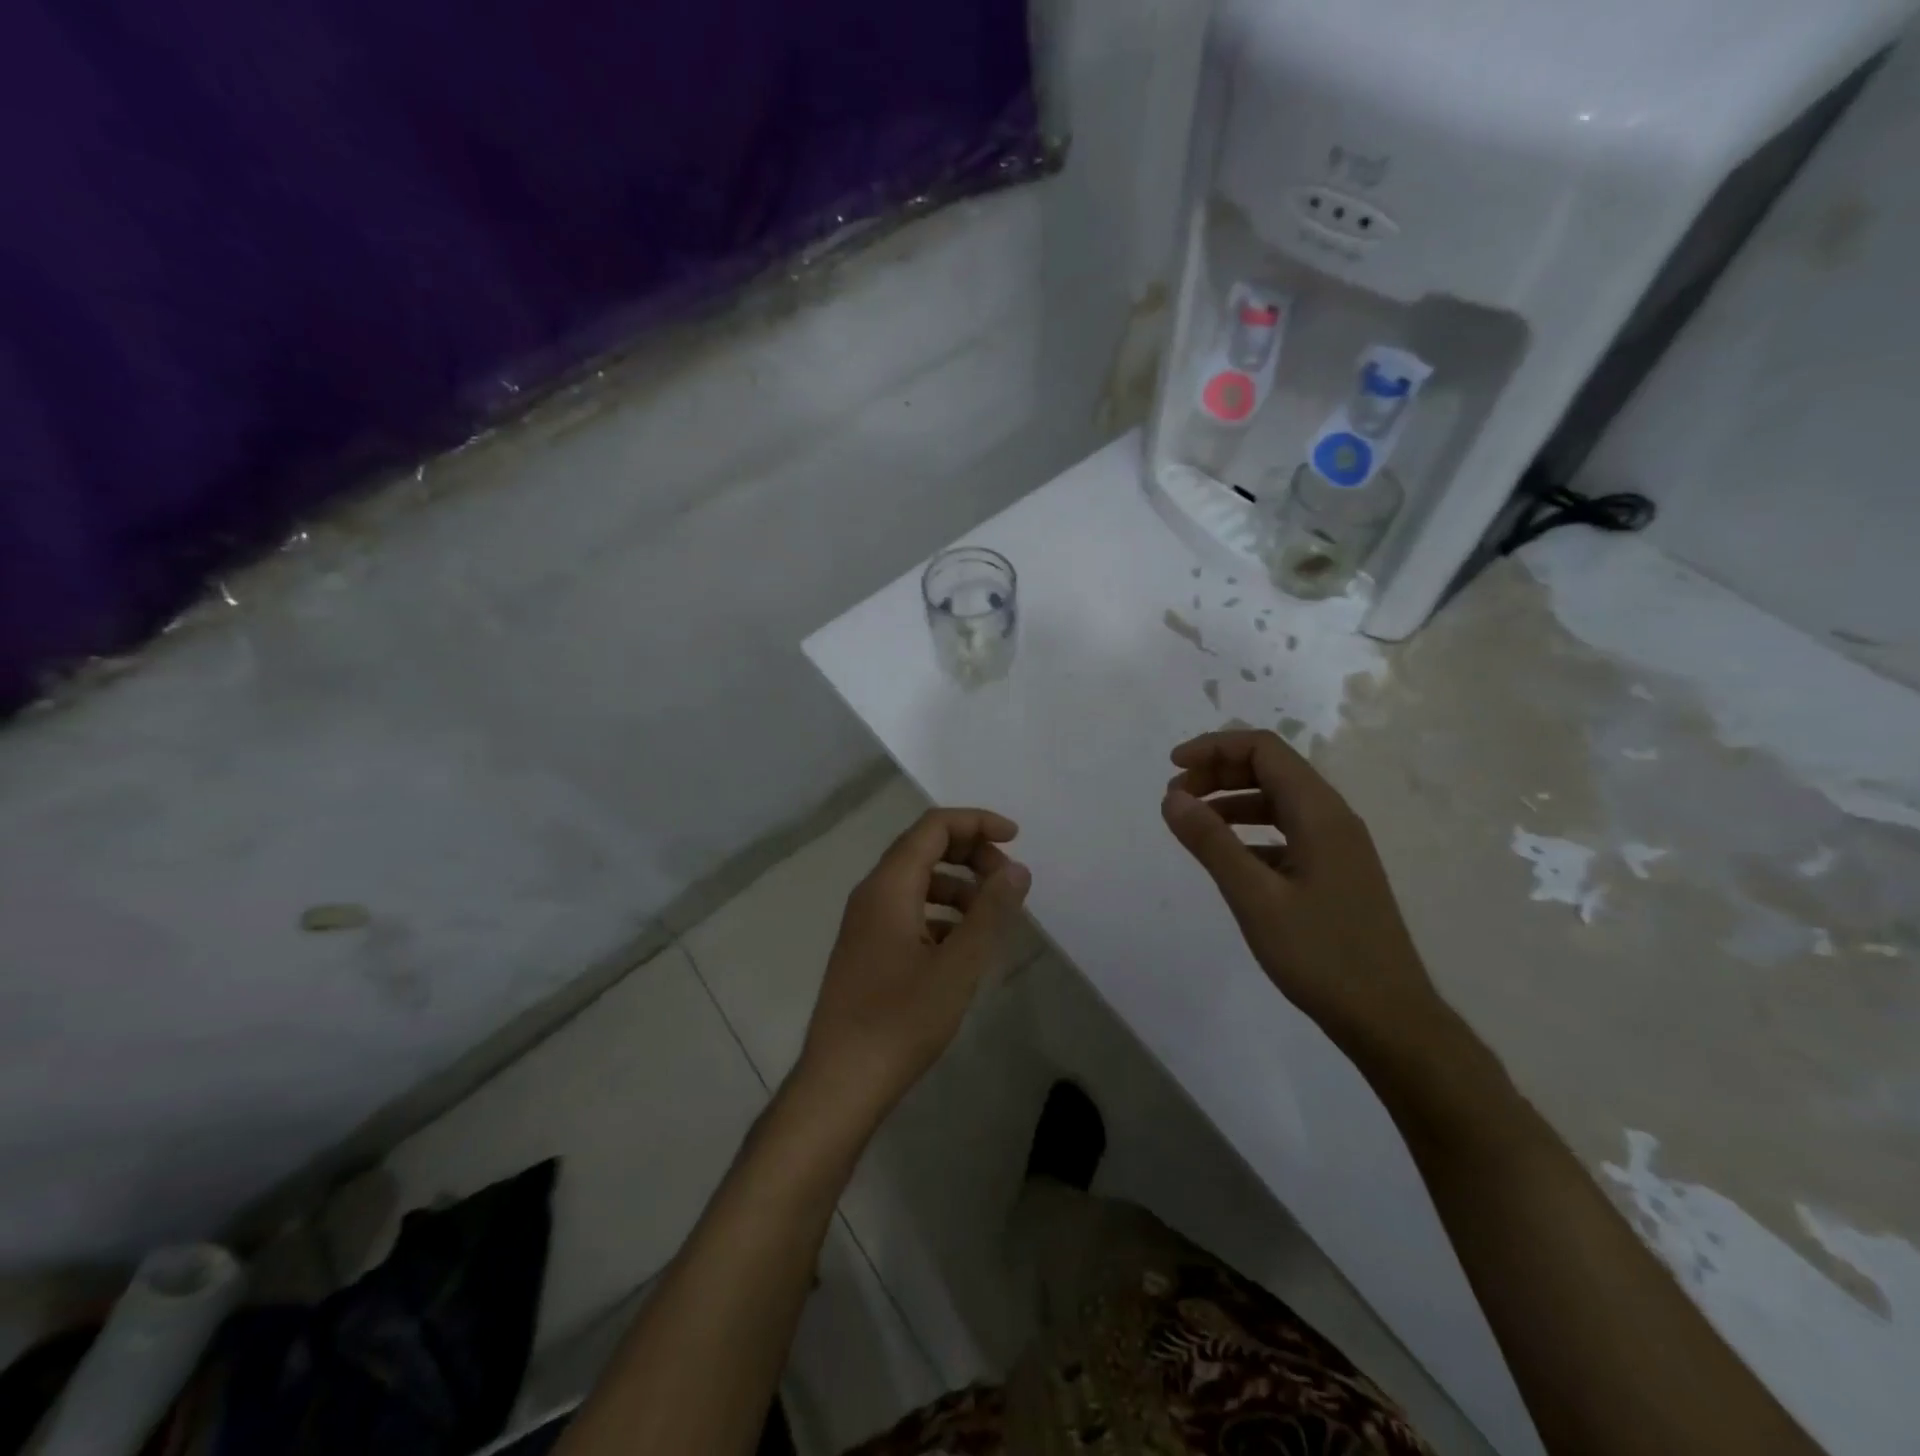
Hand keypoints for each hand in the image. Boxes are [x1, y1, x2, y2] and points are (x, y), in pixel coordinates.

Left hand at [794, 808, 1031, 1124]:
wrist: (840, 1082)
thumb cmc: (901, 1020)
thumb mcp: (958, 965)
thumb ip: (990, 911)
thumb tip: (1017, 869)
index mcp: (888, 886)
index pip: (933, 827)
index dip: (976, 822)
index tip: (1016, 838)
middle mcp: (872, 894)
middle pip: (924, 849)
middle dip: (970, 853)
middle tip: (1008, 881)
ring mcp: (865, 923)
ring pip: (917, 882)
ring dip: (958, 885)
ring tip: (991, 916)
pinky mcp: (866, 950)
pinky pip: (908, 912)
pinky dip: (940, 914)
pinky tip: (962, 946)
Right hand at [1160, 729, 1442, 1057]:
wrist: (1389, 1019)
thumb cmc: (1321, 955)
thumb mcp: (1254, 897)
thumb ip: (1211, 842)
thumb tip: (1171, 797)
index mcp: (1319, 813)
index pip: (1264, 749)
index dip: (1214, 748)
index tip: (1172, 769)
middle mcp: (1333, 818)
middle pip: (1271, 769)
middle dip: (1219, 772)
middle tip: (1176, 799)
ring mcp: (1338, 846)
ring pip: (1278, 801)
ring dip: (1232, 801)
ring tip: (1193, 823)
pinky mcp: (1335, 873)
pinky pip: (1286, 831)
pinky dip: (1250, 831)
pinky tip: (1228, 857)